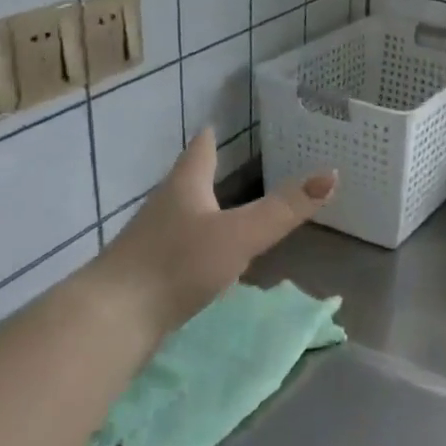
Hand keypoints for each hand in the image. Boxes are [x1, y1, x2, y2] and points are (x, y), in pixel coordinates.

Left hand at [92, 130, 336, 336]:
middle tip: (220, 165)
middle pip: (185, 185)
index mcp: (184, 189)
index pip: (199, 154)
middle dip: (202, 176)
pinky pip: (173, 253)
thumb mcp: (240, 235)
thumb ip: (284, 209)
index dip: (208, 140)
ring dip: (198, 213)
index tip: (211, 126)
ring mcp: (149, 244)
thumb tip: (331, 175)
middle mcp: (163, 209)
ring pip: (179, 219)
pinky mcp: (144, 278)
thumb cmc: (177, 264)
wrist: (114, 318)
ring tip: (216, 213)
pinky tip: (200, 264)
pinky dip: (191, 249)